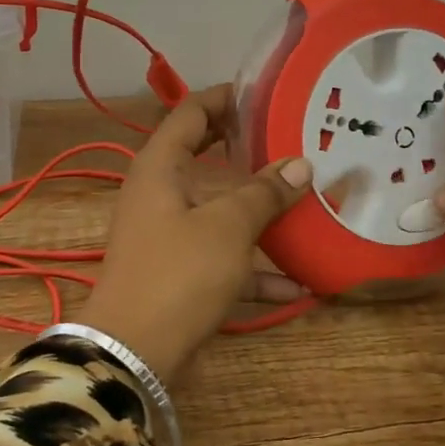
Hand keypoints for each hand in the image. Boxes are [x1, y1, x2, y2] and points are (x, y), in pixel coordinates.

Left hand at [81, 84, 312, 384]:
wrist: (135, 352)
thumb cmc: (178, 273)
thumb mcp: (227, 227)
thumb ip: (264, 193)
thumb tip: (301, 165)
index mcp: (160, 167)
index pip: (190, 113)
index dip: (225, 98)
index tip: (266, 92)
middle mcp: (161, 194)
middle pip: (207, 159)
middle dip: (249, 152)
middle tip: (293, 141)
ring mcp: (169, 235)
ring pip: (220, 212)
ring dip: (260, 215)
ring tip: (309, 207)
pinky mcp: (181, 273)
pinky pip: (224, 259)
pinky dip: (255, 269)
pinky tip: (298, 285)